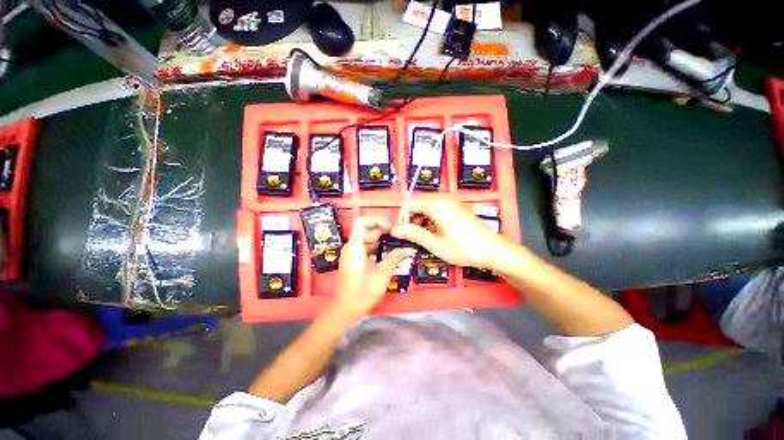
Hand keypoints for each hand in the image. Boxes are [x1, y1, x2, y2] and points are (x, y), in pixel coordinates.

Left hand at [330, 217, 416, 320]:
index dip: (376, 220)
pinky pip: (364, 248)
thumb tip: (410, 248)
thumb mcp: (382, 273)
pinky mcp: (353, 261)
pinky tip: (386, 256)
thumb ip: (395, 258)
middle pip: (365, 230)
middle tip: (397, 238)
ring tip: (394, 247)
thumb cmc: (363, 292)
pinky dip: (375, 249)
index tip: (390, 227)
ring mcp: (351, 254)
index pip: (361, 222)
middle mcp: (350, 247)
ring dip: (380, 241)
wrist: (345, 310)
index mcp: (354, 247)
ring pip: (365, 239)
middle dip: (382, 232)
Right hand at [390, 199, 506, 268]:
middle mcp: (444, 199)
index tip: (401, 233)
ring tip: (425, 238)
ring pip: (428, 208)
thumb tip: (395, 230)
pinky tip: (436, 234)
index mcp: (437, 205)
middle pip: (419, 205)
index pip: (410, 204)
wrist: (494, 251)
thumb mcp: (436, 244)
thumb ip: (414, 234)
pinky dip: (432, 220)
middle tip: (412, 237)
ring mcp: (453, 203)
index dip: (402, 218)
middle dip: (412, 220)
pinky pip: (439, 210)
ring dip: (422, 221)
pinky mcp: (458, 208)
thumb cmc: (464, 248)